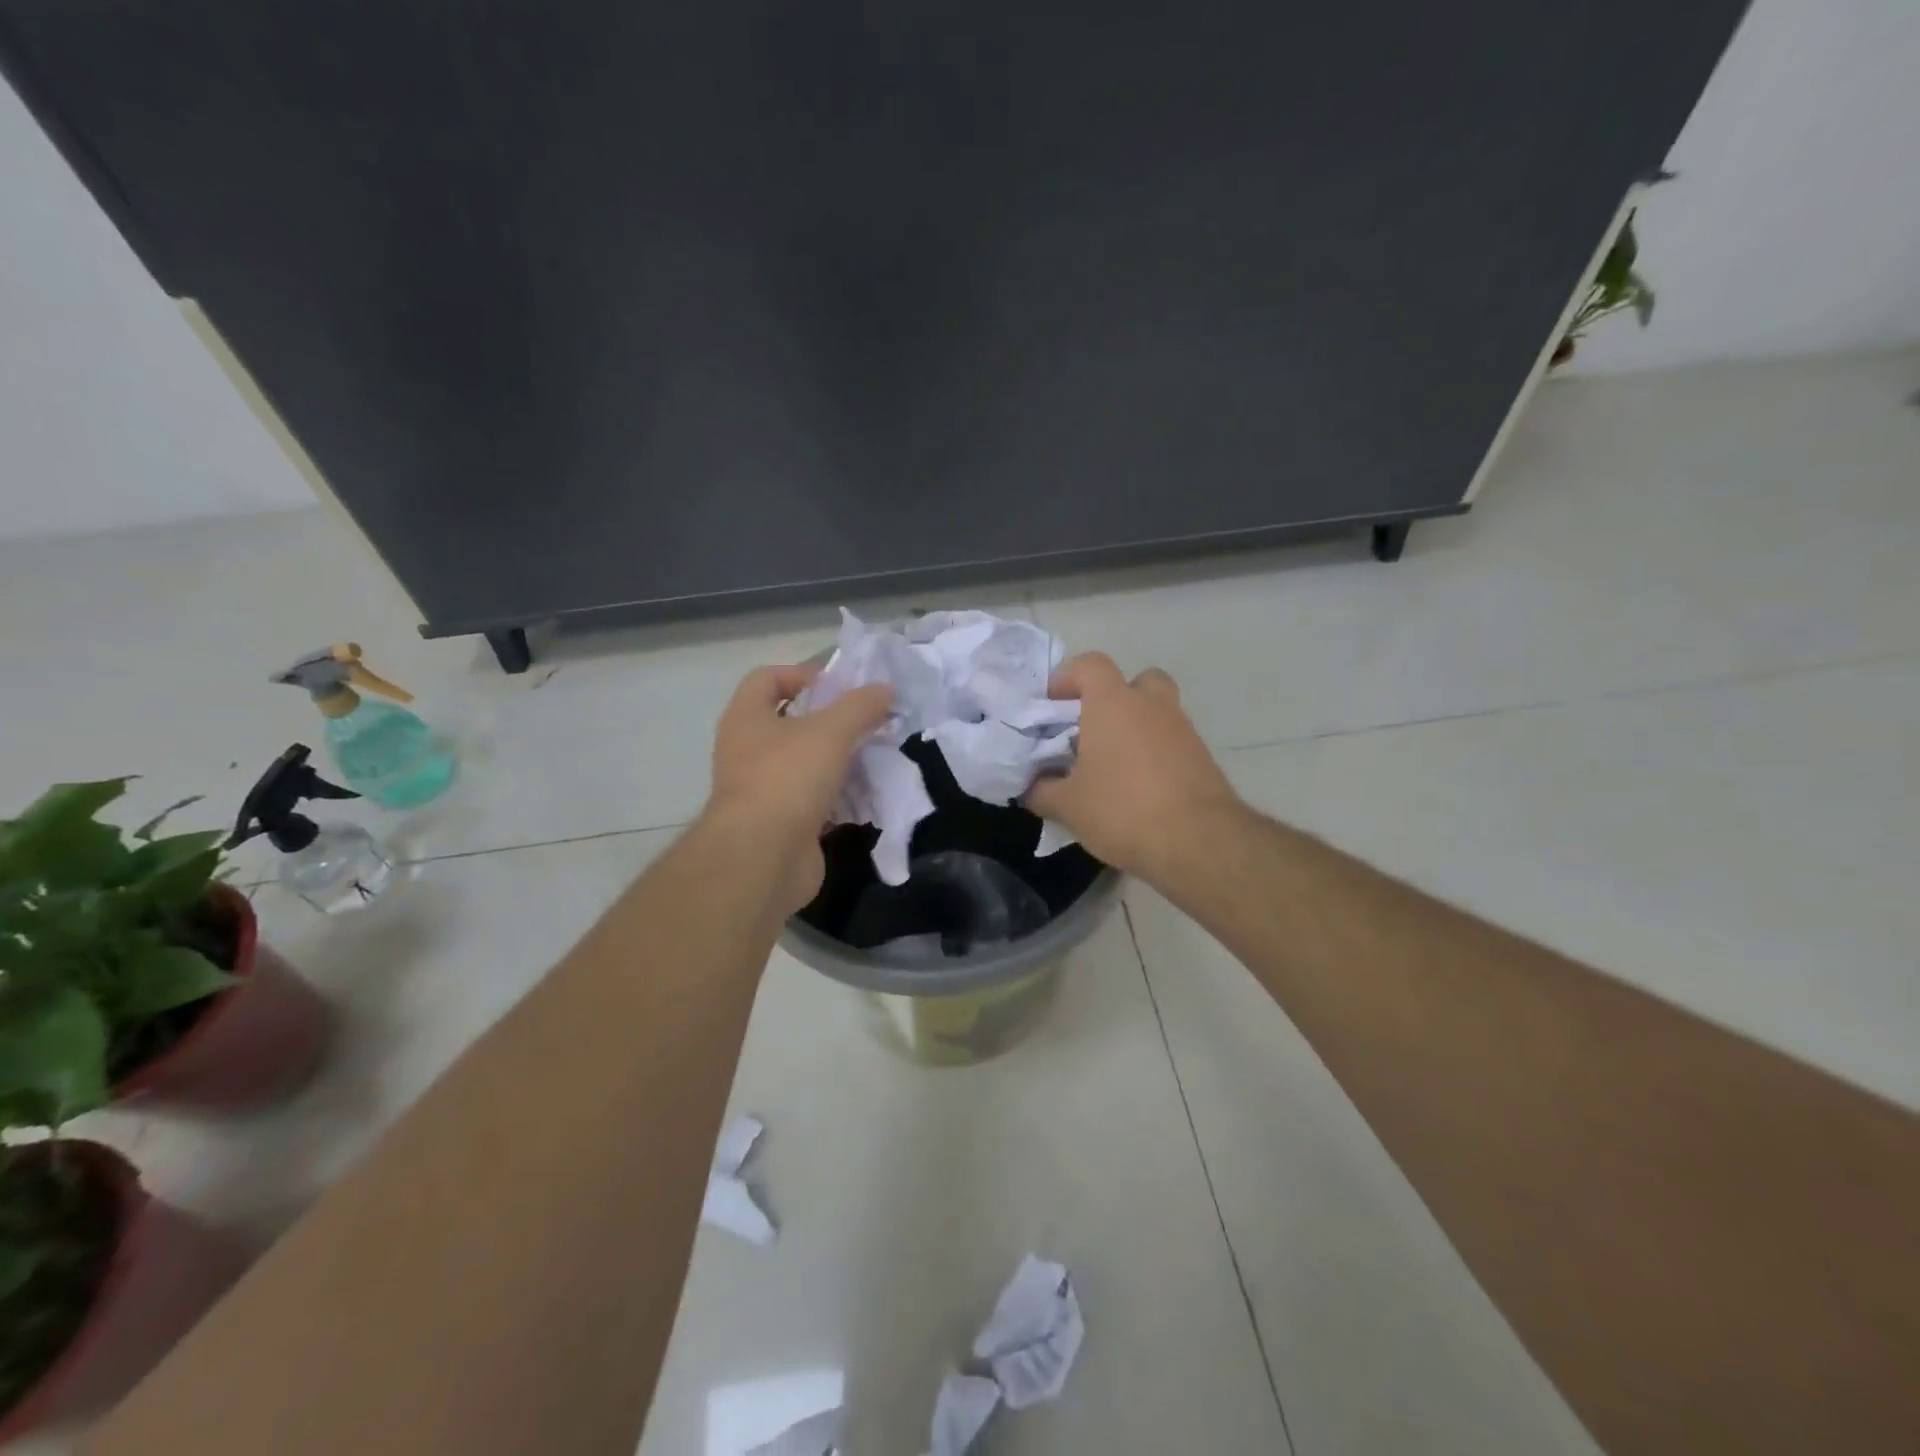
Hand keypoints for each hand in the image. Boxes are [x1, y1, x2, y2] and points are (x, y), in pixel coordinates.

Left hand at [706, 663, 893, 912]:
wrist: (763, 858)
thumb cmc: (788, 779)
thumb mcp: (831, 731)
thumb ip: (860, 706)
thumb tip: (885, 689)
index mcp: (746, 718)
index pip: (766, 679)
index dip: (802, 674)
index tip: (841, 686)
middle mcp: (747, 750)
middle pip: (790, 722)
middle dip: (829, 721)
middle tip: (866, 722)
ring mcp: (762, 790)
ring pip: (804, 763)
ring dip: (837, 759)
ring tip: (873, 756)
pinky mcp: (781, 823)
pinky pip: (813, 800)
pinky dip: (838, 796)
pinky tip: (866, 794)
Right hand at [1025, 653, 1241, 885]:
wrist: (1200, 843)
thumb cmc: (1123, 810)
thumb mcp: (1068, 807)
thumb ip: (1042, 791)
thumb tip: (1031, 787)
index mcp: (1114, 703)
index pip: (1090, 664)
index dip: (1068, 678)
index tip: (1052, 705)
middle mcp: (1152, 705)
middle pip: (1135, 680)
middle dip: (1113, 698)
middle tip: (1092, 730)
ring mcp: (1183, 730)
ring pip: (1156, 713)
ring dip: (1135, 729)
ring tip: (1111, 768)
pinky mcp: (1203, 758)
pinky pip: (1171, 743)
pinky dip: (1154, 756)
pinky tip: (1137, 791)